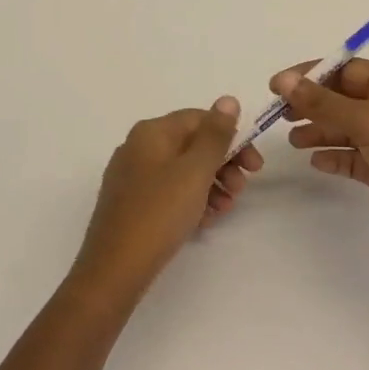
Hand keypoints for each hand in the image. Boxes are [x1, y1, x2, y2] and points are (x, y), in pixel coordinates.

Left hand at [70, 98, 263, 306]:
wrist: (114, 269)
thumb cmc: (159, 213)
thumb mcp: (195, 170)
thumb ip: (215, 134)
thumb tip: (227, 100)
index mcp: (152, 132)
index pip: (200, 119)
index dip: (231, 137)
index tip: (254, 166)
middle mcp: (138, 147)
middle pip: (191, 144)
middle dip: (223, 164)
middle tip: (241, 189)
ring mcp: (132, 176)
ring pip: (182, 170)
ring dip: (211, 184)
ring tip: (225, 209)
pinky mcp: (131, 204)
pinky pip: (169, 192)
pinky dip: (191, 200)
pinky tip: (205, 221)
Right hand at [272, 61, 368, 264]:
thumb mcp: (367, 122)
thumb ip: (322, 102)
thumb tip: (284, 79)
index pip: (345, 69)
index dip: (310, 74)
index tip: (277, 86)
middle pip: (343, 98)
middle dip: (311, 104)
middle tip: (279, 116)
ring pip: (346, 128)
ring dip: (319, 132)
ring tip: (293, 142)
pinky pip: (353, 157)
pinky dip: (334, 157)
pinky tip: (316, 163)